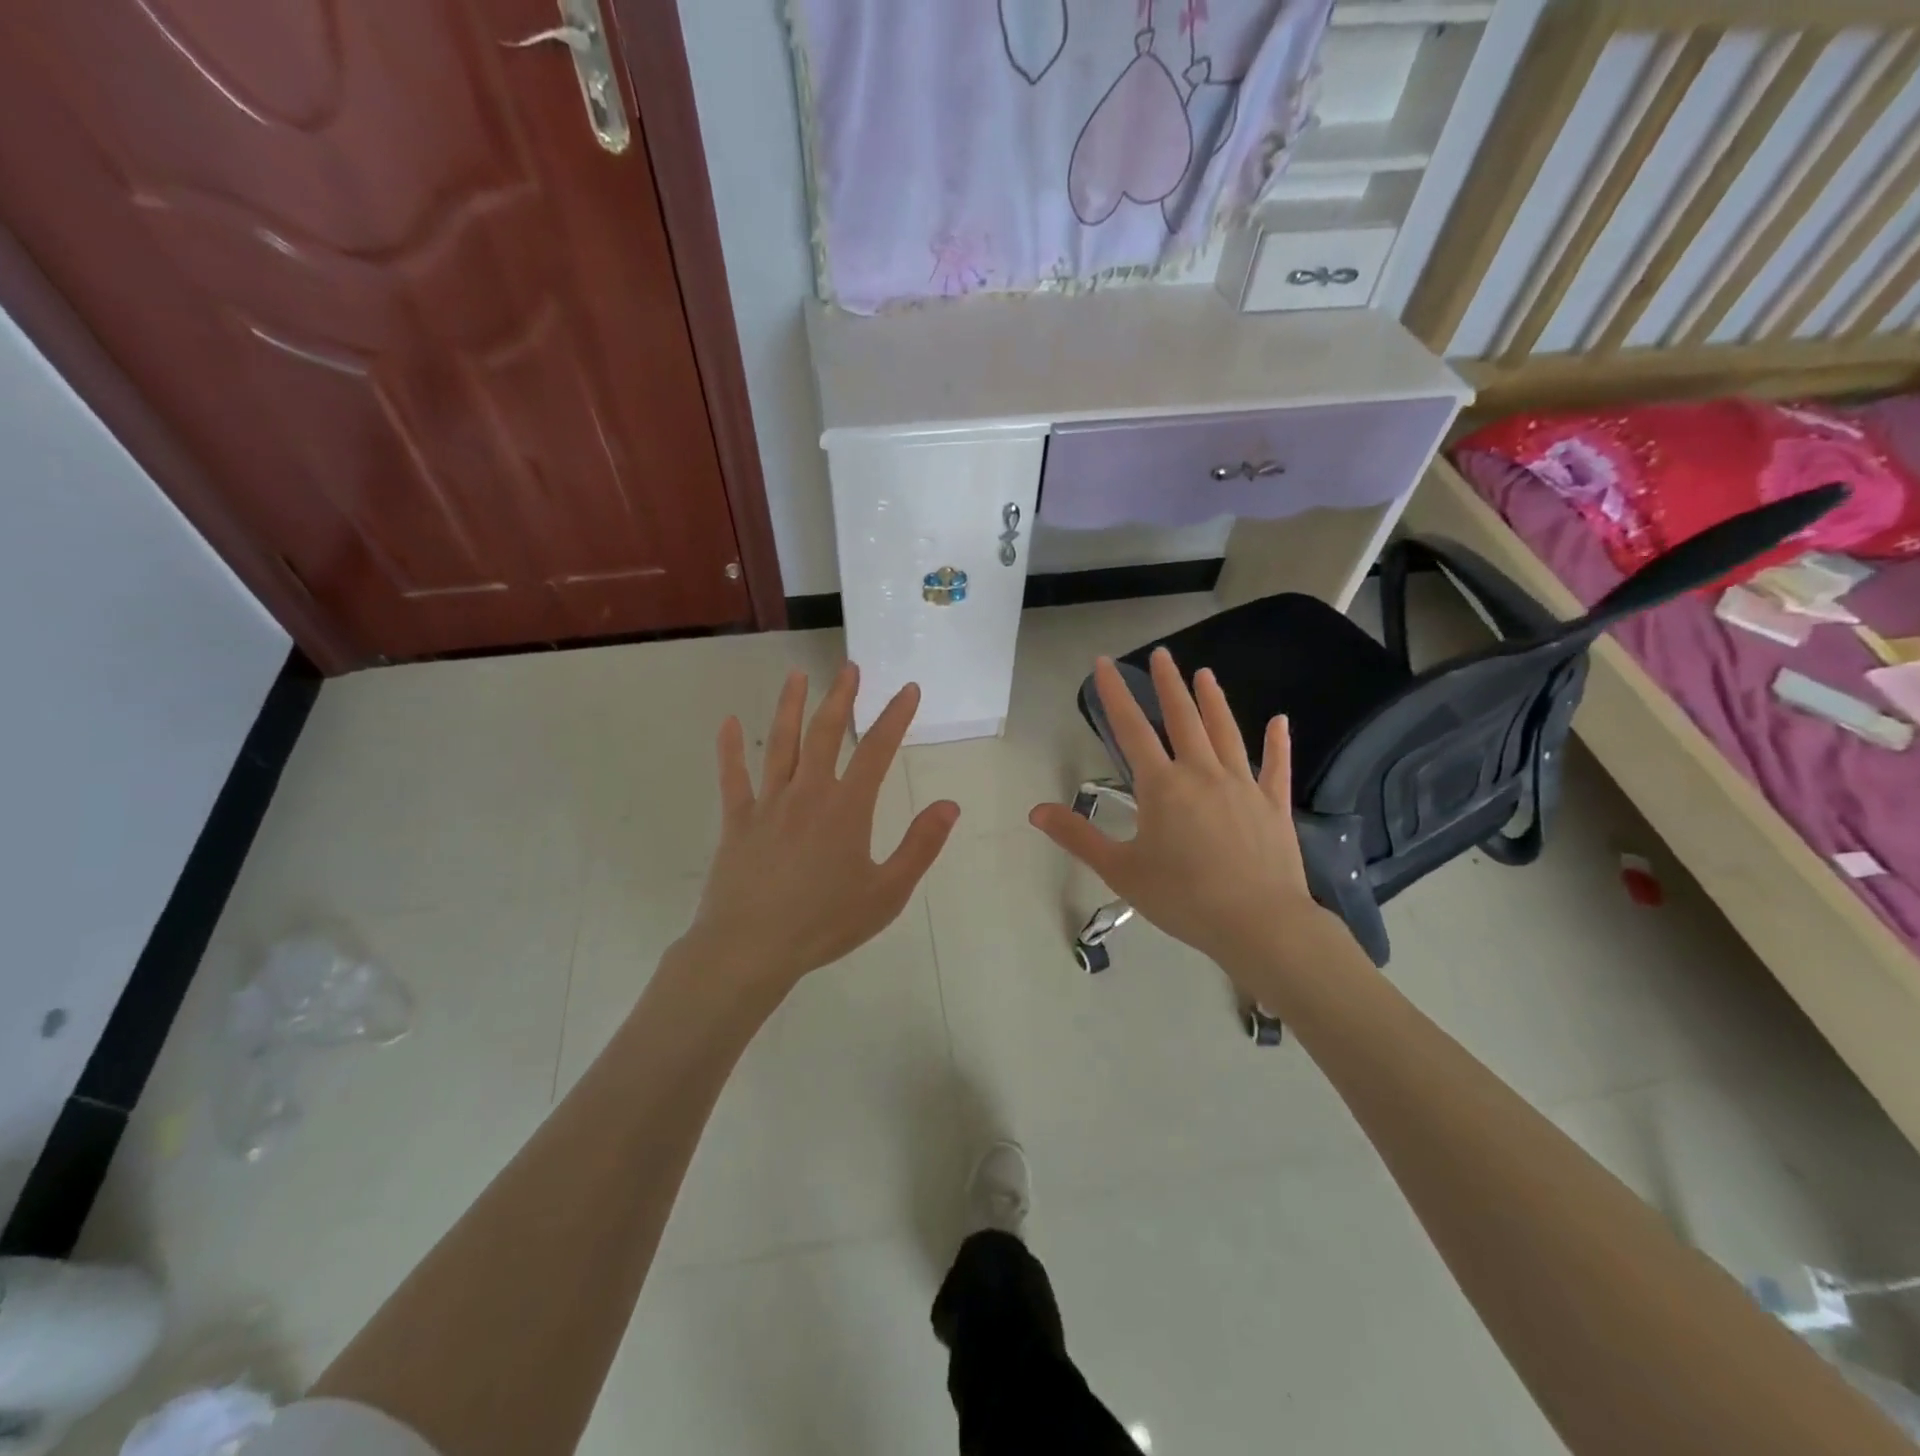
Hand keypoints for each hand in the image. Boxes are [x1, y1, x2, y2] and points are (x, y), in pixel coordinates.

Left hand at [688, 663, 959, 990]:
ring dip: (790, 707)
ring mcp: (768, 804)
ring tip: (797, 676)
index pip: (877, 750)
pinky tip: (728, 723)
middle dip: (841, 698)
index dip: (895, 716)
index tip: (908, 689)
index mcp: (847, 808)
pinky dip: (730, 749)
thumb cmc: (824, 923)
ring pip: (780, 744)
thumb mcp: (887, 893)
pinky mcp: (737, 821)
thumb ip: (920, 846)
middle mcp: (808, 793)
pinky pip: (733, 778)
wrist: (751, 948)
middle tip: (849, 668)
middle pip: (826, 733)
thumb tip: (949, 805)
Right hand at [1029, 648, 1336, 977]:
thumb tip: (1036, 810)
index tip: (1104, 664)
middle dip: (1169, 684)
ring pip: (1226, 732)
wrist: (1259, 924)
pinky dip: (1277, 743)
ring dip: (1213, 701)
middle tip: (1162, 654)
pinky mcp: (1273, 806)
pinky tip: (1280, 722)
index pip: (1131, 729)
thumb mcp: (1119, 870)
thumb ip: (1078, 836)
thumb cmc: (1183, 898)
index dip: (1115, 694)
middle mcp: (1202, 774)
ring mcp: (1243, 786)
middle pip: (1183, 718)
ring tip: (1205, 674)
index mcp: (1162, 786)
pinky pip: (1275, 766)